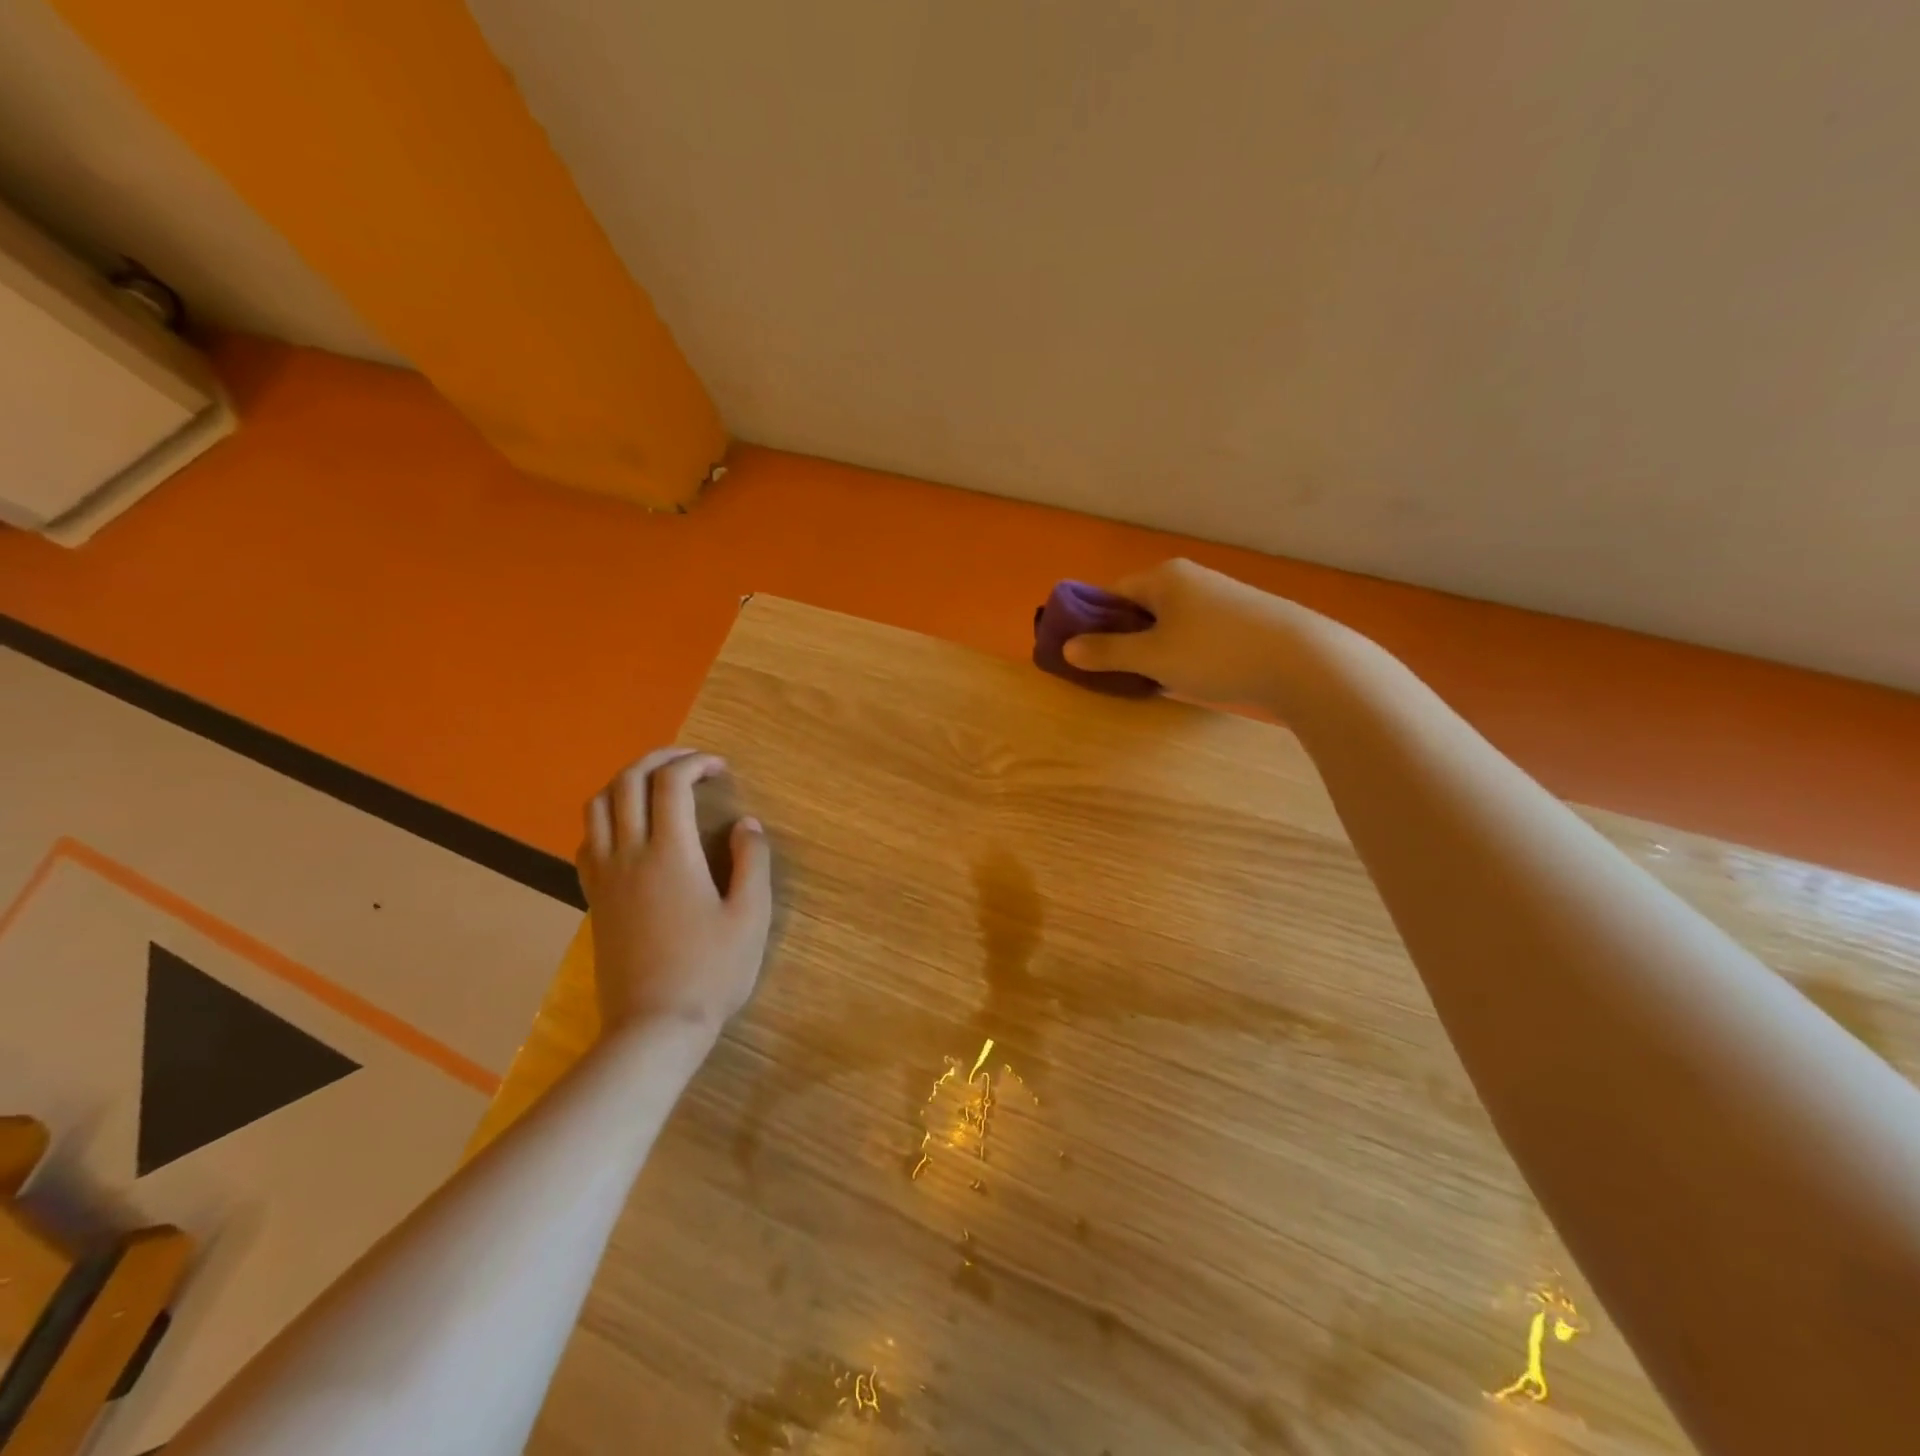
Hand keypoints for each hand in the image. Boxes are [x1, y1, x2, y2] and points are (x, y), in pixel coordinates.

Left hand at [576, 748, 772, 1034]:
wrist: (653, 1027)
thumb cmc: (710, 972)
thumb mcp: (750, 916)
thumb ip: (752, 861)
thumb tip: (747, 824)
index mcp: (670, 853)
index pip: (671, 783)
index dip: (696, 763)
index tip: (721, 768)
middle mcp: (629, 854)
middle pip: (627, 781)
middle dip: (659, 759)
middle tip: (690, 762)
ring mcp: (604, 876)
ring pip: (598, 806)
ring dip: (627, 781)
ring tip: (658, 785)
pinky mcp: (593, 898)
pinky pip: (588, 840)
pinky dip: (607, 817)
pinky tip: (630, 830)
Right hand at [1062, 558, 1331, 708]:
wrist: (1305, 662)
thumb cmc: (1216, 654)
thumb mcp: (1152, 657)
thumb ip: (1107, 652)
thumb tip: (1067, 648)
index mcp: (1163, 577)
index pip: (1111, 593)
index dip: (1093, 623)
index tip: (1088, 656)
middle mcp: (1190, 578)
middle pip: (1141, 606)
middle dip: (1125, 639)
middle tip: (1119, 673)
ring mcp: (1221, 596)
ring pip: (1170, 622)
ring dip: (1155, 648)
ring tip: (1155, 680)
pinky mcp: (1244, 617)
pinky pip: (1196, 631)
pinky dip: (1184, 651)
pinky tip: (1192, 676)